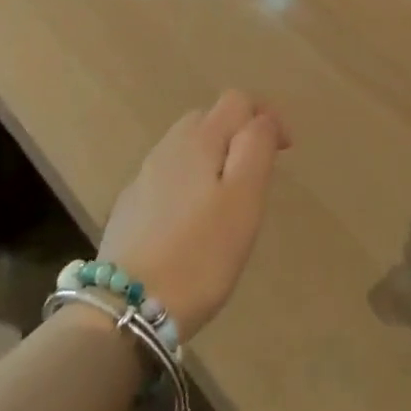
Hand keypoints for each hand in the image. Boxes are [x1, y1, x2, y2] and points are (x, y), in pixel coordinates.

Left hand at [98, 91, 289, 341]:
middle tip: (256, 174)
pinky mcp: (129, 209)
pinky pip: (167, 178)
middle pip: (208, 118)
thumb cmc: (200, 253)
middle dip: (237, 134)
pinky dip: (187, 184)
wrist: (127, 310)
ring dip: (211, 158)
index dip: (265, 116)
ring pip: (185, 148)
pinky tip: (191, 222)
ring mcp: (144, 178)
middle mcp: (168, 147)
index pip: (237, 100)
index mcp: (200, 139)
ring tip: (227, 199)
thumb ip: (256, 147)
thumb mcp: (244, 198)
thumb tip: (261, 119)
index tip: (284, 152)